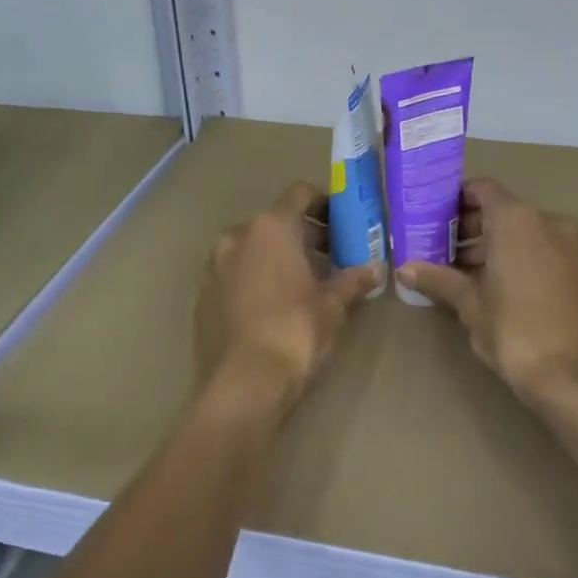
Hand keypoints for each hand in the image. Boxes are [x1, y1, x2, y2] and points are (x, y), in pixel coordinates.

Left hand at [194, 181, 380, 406]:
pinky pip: (233, 274)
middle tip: (329, 256)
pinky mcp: (202, 295)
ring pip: (251, 248)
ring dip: (275, 256)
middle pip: (274, 221)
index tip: (341, 222)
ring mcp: (214, 266)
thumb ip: (352, 281)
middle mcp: (237, 236)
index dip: (323, 203)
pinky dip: (253, 278)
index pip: (299, 194)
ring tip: (301, 282)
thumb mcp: (332, 306)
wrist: (243, 382)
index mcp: (270, 228)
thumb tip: (375, 269)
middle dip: (302, 234)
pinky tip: (271, 305)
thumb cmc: (294, 332)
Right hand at [398, 179, 577, 413]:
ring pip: (520, 231)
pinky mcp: (577, 270)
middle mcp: (546, 222)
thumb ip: (439, 279)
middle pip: (500, 210)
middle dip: (467, 226)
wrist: (576, 377)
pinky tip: (487, 285)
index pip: (482, 189)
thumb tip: (405, 269)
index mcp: (517, 219)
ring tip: (455, 271)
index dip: (454, 199)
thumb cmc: (515, 331)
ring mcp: (567, 246)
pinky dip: (512, 257)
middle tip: (435, 247)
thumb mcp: (470, 304)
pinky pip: (537, 249)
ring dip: (489, 244)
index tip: (429, 216)